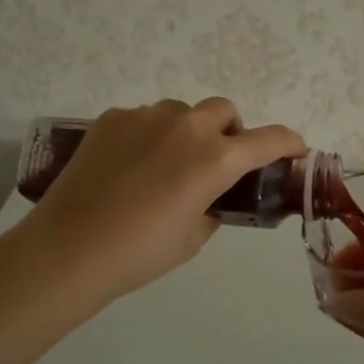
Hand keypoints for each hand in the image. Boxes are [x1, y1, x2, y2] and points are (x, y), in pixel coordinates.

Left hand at [19, 98, 303, 306]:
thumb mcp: (193, 237)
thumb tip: (211, 196)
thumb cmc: (140, 253)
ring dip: (188, 131)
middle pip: (224, 110)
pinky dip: (150, 135)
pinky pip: (144, 118)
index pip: (268, 140)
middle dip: (231, 131)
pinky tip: (130, 166)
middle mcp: (186, 127)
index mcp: (215, 159)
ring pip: (181, 112)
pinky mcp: (112, 118)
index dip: (289, 142)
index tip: (295, 149)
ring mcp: (146, 117)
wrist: (69, 249)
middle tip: (217, 162)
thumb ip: (213, 207)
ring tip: (166, 164)